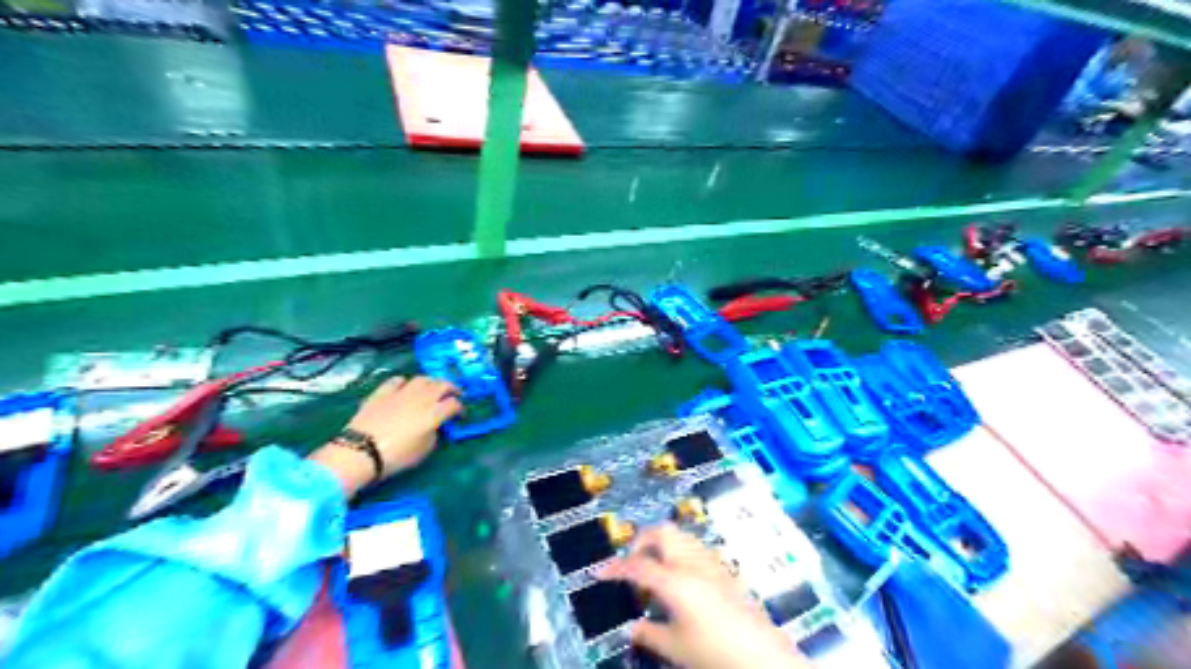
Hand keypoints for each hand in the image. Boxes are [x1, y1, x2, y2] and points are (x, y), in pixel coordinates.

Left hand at [308, 377, 460, 495]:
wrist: (360, 451)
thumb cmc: (396, 456)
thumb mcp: (423, 451)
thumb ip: (434, 434)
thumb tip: (434, 426)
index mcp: (434, 413)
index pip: (454, 404)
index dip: (460, 409)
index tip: (460, 415)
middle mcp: (421, 398)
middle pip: (442, 385)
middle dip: (451, 388)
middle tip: (454, 394)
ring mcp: (400, 393)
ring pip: (422, 379)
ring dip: (431, 382)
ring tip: (432, 388)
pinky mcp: (382, 393)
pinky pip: (397, 381)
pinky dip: (405, 382)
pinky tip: (404, 388)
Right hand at [600, 526, 804, 668]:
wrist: (762, 655)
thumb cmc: (714, 652)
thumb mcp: (675, 647)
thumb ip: (649, 633)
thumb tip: (631, 628)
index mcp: (674, 580)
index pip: (637, 565)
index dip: (615, 567)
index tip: (600, 572)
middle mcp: (691, 563)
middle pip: (662, 532)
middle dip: (642, 540)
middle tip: (632, 561)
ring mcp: (710, 562)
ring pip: (680, 535)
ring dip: (662, 543)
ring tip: (654, 566)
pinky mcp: (725, 569)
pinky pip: (696, 547)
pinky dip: (680, 551)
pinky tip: (680, 574)